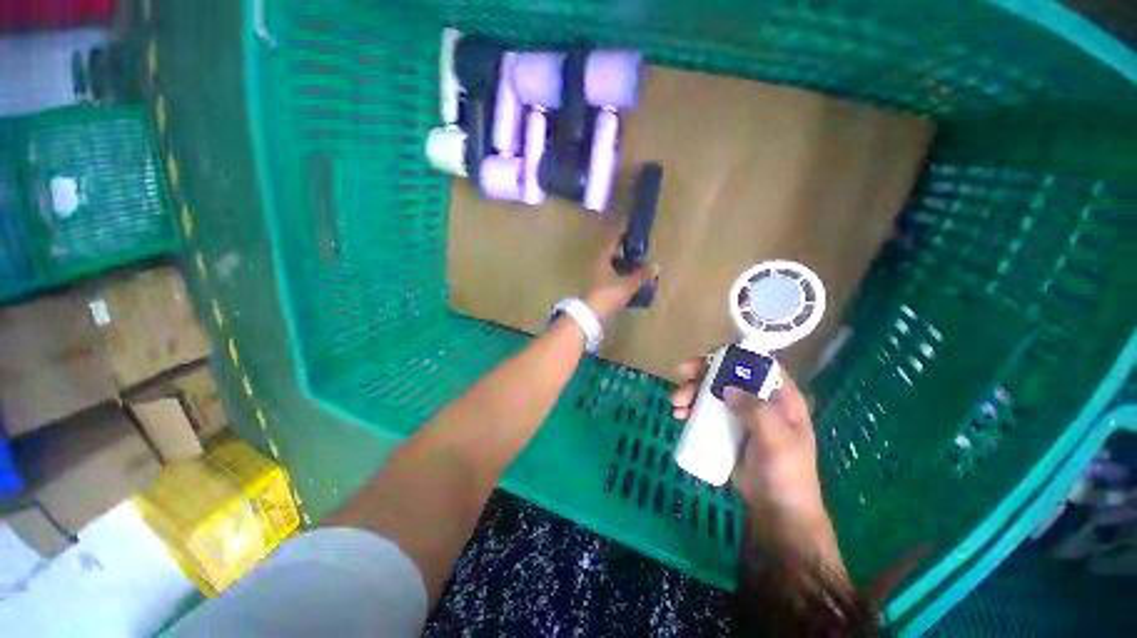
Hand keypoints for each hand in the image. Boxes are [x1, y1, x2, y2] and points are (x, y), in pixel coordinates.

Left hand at [583, 234, 655, 323]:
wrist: (592, 316)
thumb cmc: (608, 295)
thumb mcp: (628, 284)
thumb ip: (641, 275)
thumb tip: (655, 266)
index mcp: (602, 259)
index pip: (613, 240)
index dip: (622, 233)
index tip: (631, 226)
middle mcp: (597, 265)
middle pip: (612, 254)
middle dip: (625, 250)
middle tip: (639, 247)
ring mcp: (597, 278)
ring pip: (612, 266)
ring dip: (624, 264)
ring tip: (638, 264)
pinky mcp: (599, 289)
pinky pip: (612, 277)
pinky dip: (621, 276)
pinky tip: (631, 280)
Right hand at [670, 358, 825, 522]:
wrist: (776, 511)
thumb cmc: (786, 475)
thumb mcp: (777, 443)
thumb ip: (757, 413)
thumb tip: (728, 387)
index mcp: (780, 398)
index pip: (758, 364)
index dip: (734, 355)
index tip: (708, 358)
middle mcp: (758, 400)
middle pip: (728, 374)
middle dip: (702, 372)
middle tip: (681, 376)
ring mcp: (739, 413)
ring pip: (712, 390)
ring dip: (691, 390)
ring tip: (676, 404)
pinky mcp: (725, 427)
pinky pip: (705, 409)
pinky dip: (690, 407)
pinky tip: (679, 414)